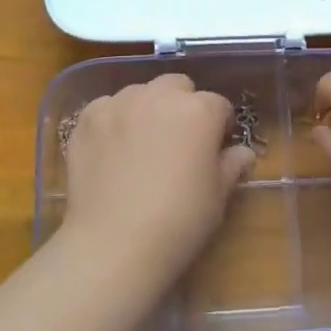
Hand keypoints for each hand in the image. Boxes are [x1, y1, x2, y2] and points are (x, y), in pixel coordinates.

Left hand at [59, 74, 254, 291]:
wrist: (115, 244)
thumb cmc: (179, 221)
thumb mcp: (217, 196)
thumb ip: (231, 165)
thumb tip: (242, 153)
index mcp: (199, 110)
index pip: (218, 105)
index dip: (218, 126)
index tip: (213, 148)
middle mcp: (159, 96)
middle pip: (178, 86)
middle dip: (182, 105)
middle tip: (178, 140)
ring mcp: (119, 104)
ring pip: (140, 93)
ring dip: (147, 109)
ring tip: (141, 144)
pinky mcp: (88, 118)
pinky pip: (106, 107)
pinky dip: (113, 121)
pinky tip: (112, 150)